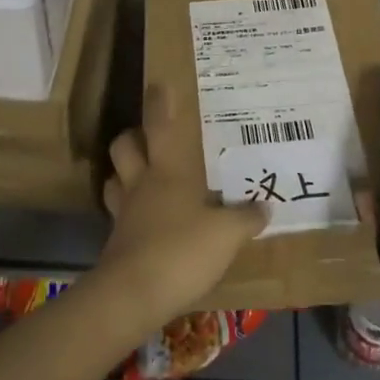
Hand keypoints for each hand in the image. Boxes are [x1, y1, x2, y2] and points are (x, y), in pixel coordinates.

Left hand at [97, 84, 268, 326]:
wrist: (134, 294)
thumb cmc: (182, 250)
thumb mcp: (227, 234)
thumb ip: (246, 218)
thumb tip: (265, 206)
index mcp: (167, 171)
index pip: (159, 126)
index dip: (158, 104)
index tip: (158, 85)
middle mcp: (141, 184)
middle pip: (124, 146)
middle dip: (132, 137)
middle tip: (150, 138)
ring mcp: (124, 212)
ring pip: (114, 179)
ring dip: (124, 173)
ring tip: (142, 177)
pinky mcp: (117, 241)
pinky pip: (119, 214)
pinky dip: (129, 212)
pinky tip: (145, 221)